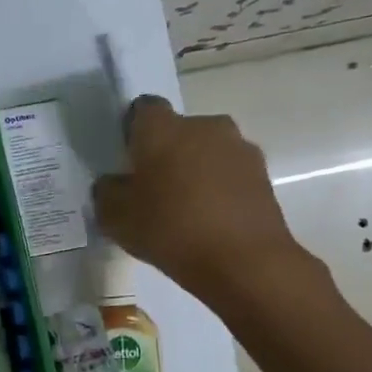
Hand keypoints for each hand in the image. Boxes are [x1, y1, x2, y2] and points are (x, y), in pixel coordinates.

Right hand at [93, 96, 327, 304]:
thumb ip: (107, 192)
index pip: (143, 109)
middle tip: (154, 191)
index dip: (134, 132)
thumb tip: (114, 183)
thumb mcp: (116, 218)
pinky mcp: (263, 175)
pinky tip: (211, 223)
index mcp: (163, 128)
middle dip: (167, 153)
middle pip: (179, 131)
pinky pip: (230, 175)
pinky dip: (220, 190)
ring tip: (186, 211)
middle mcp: (204, 125)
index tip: (129, 161)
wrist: (243, 261)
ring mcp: (239, 148)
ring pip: (208, 152)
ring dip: (196, 171)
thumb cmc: (171, 230)